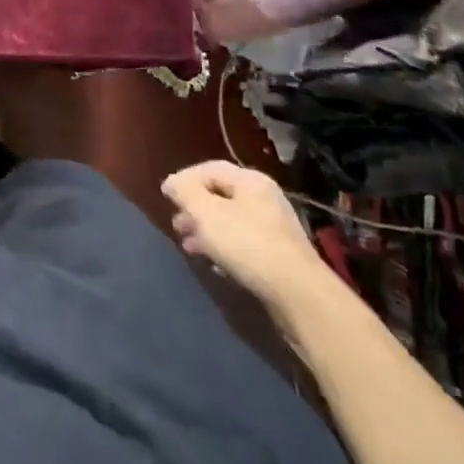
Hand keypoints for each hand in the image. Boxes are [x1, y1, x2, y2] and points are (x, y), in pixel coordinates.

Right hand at [162, 161, 329, 311]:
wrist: (298, 294)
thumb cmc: (247, 244)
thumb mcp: (206, 213)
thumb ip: (184, 192)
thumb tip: (172, 183)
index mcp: (250, 180)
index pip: (209, 169)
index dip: (184, 180)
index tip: (166, 197)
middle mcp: (264, 198)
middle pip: (220, 195)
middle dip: (194, 209)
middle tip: (177, 225)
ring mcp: (274, 227)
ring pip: (230, 221)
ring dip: (206, 231)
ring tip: (189, 246)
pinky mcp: (278, 255)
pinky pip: (243, 243)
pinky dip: (224, 248)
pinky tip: (214, 263)